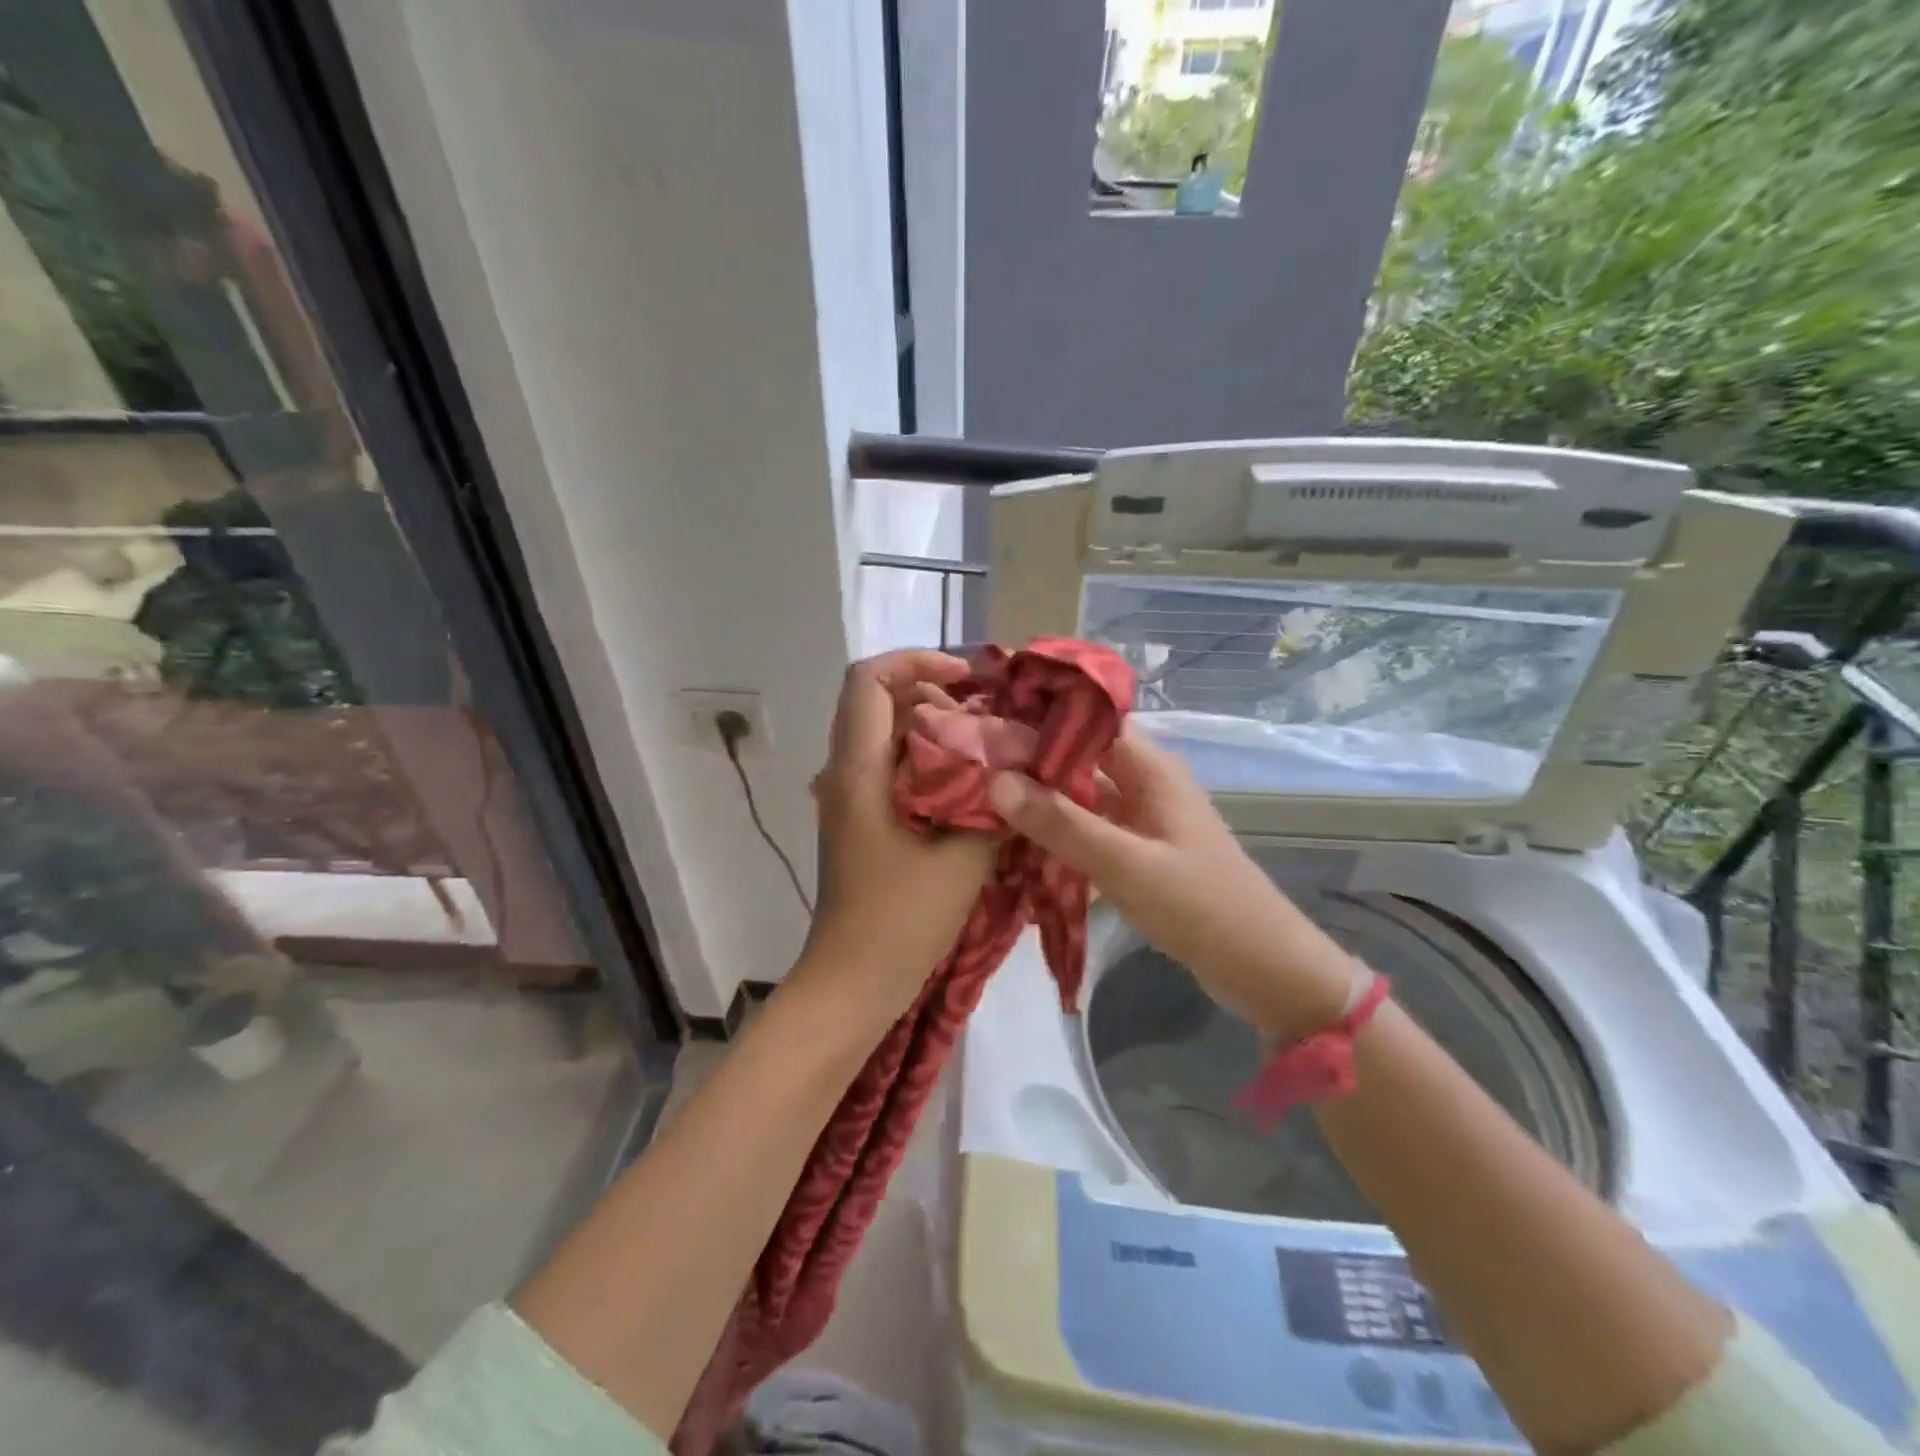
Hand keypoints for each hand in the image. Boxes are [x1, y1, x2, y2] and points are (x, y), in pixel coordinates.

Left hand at [798, 651, 999, 1018]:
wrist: (853, 983)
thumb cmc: (901, 920)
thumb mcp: (962, 858)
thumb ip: (992, 803)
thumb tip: (1018, 765)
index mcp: (858, 770)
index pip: (869, 679)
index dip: (917, 660)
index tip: (968, 679)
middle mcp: (844, 772)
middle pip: (878, 701)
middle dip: (934, 691)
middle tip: (989, 712)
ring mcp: (849, 797)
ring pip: (886, 734)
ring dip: (933, 727)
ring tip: (987, 744)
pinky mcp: (861, 820)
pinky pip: (891, 767)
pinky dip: (927, 759)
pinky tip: (969, 784)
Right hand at [987, 728, 1357, 1040]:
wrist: (1262, 967)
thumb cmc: (1201, 906)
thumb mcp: (1126, 864)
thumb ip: (1062, 823)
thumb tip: (995, 779)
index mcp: (1150, 767)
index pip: (1087, 719)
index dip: (1038, 714)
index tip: (984, 720)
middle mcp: (1144, 781)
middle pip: (1079, 754)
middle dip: (1029, 757)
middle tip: (970, 760)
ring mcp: (1141, 817)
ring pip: (1081, 792)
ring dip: (1041, 794)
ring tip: (981, 792)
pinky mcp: (1137, 849)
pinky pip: (1089, 827)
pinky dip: (1058, 828)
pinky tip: (1017, 836)